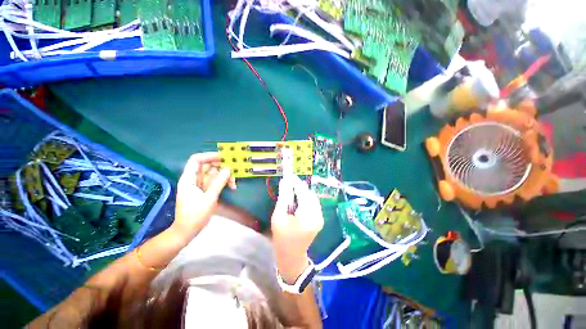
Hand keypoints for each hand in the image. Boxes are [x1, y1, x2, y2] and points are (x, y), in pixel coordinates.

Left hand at [173, 152, 235, 240]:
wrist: (187, 231)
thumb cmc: (194, 215)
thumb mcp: (209, 198)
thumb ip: (218, 182)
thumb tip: (228, 169)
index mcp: (189, 178)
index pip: (196, 160)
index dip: (209, 156)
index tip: (224, 157)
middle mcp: (194, 179)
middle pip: (208, 166)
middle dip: (222, 167)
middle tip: (234, 170)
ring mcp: (201, 185)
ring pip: (214, 174)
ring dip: (225, 176)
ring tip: (233, 183)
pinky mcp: (206, 190)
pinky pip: (216, 181)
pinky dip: (224, 182)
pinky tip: (232, 187)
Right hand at [271, 175, 323, 281]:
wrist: (291, 256)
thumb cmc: (282, 237)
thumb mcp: (278, 216)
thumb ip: (283, 197)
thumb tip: (285, 182)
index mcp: (307, 217)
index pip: (303, 193)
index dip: (296, 183)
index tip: (289, 175)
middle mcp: (317, 216)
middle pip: (310, 194)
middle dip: (300, 187)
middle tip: (289, 184)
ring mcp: (320, 217)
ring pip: (313, 197)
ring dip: (303, 192)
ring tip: (292, 192)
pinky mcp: (320, 218)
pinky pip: (314, 203)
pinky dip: (306, 198)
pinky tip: (298, 200)